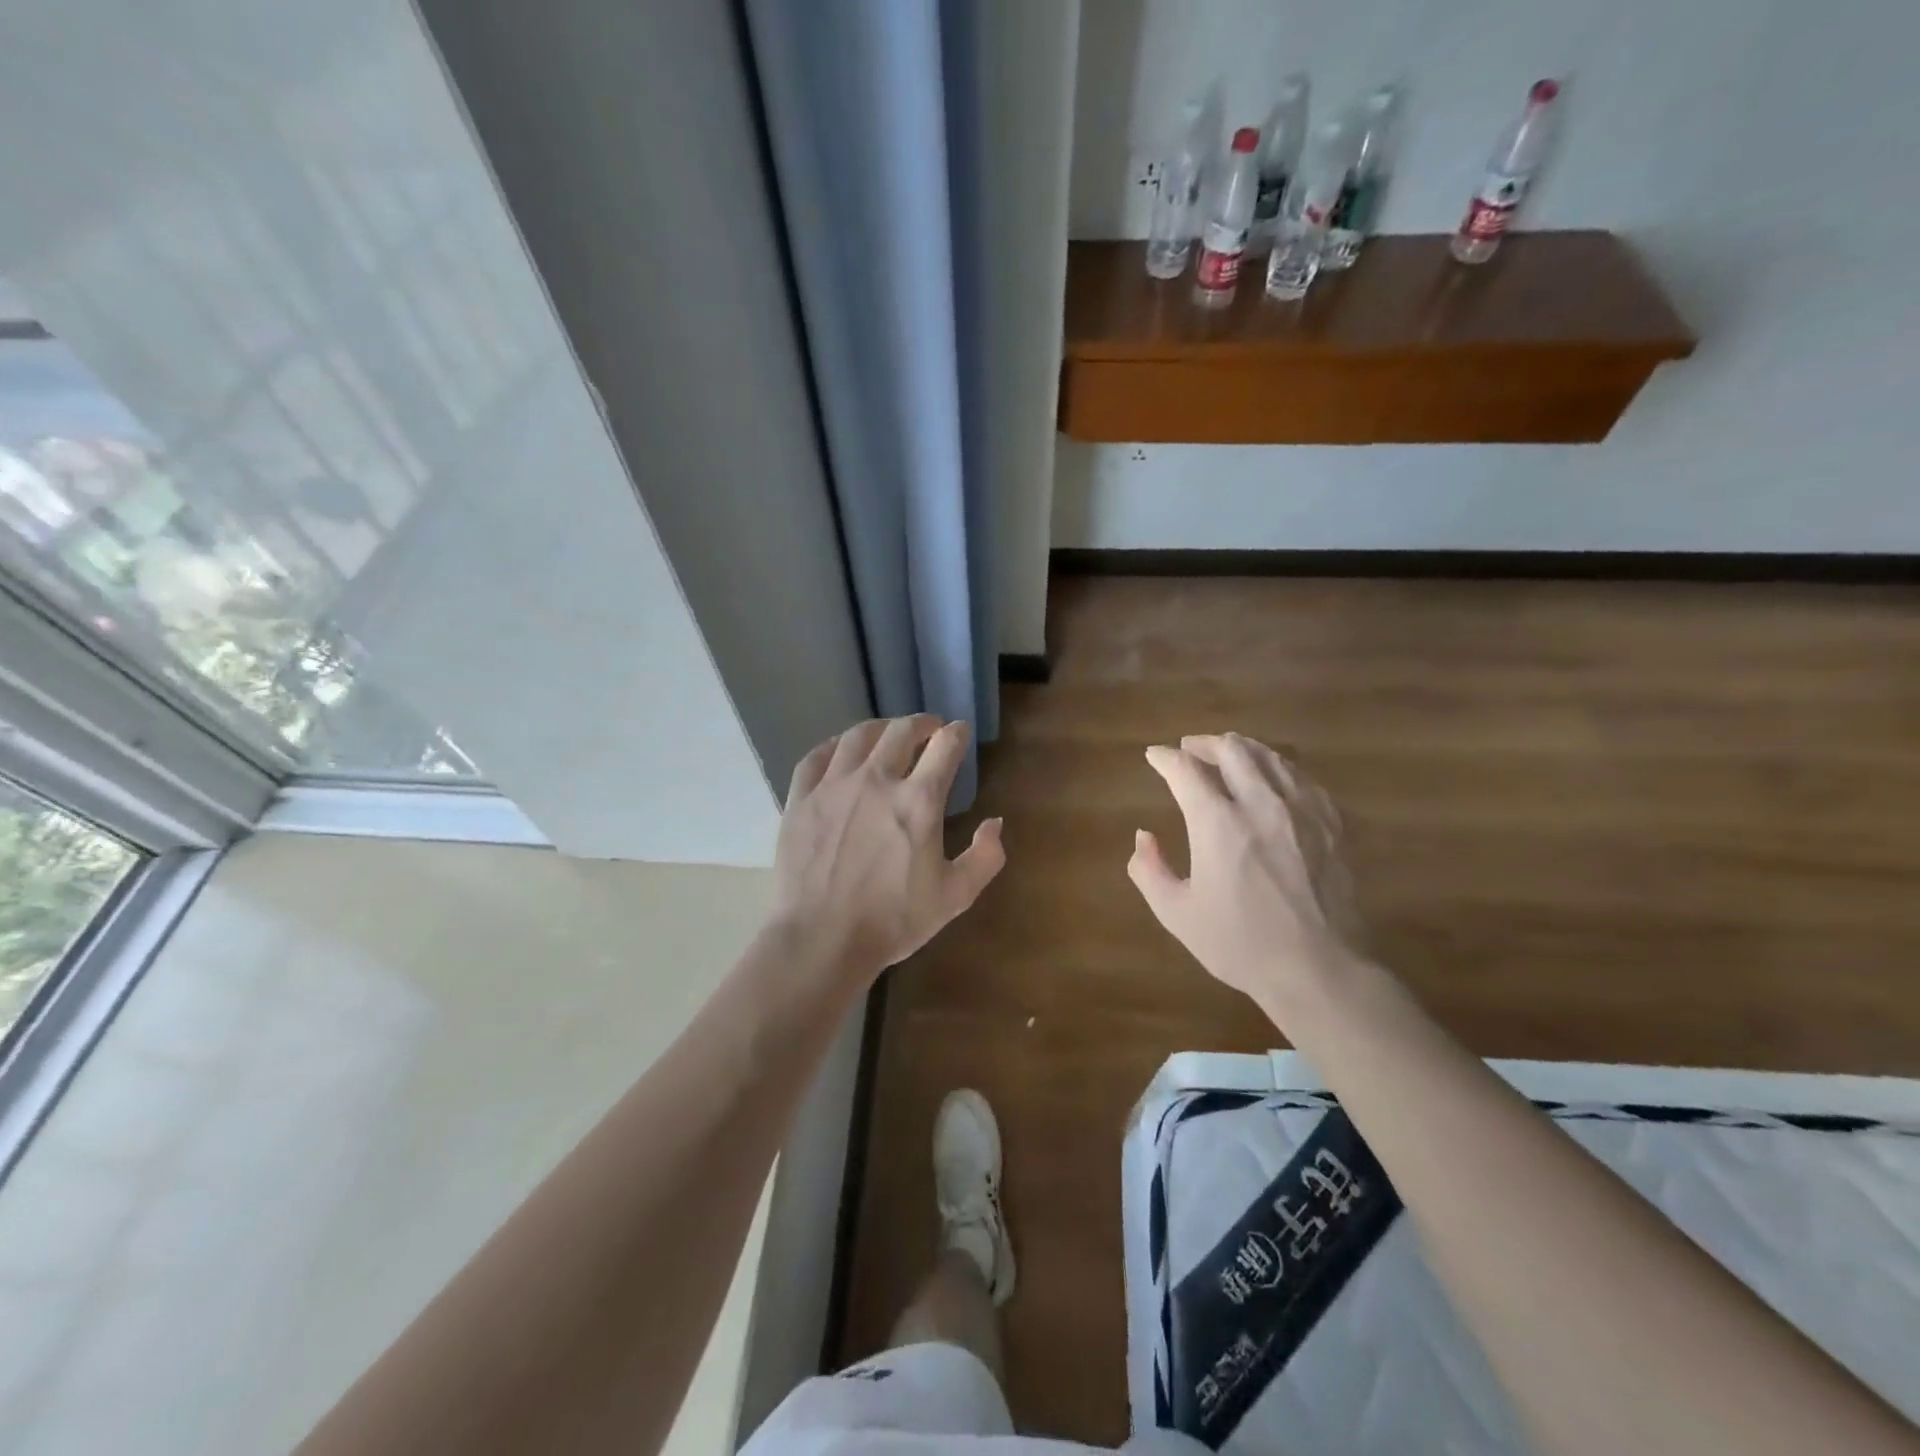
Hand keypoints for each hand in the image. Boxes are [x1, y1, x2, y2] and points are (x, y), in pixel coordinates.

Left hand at [773, 716, 1005, 982]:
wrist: (820, 940)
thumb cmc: (892, 920)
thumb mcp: (955, 896)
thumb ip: (985, 857)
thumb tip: (995, 822)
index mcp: (919, 801)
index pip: (945, 747)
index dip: (957, 734)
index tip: (959, 732)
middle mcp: (876, 780)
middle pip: (901, 731)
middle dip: (921, 724)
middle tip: (928, 729)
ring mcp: (833, 787)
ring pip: (858, 737)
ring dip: (880, 729)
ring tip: (887, 734)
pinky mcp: (800, 800)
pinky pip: (816, 757)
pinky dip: (834, 746)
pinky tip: (840, 751)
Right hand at [1128, 732, 1359, 1014]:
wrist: (1321, 969)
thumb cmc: (1241, 944)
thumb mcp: (1178, 914)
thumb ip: (1149, 870)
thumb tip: (1144, 836)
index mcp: (1218, 823)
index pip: (1185, 770)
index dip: (1164, 758)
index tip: (1154, 756)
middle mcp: (1261, 803)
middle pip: (1232, 749)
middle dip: (1204, 743)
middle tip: (1189, 749)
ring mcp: (1301, 810)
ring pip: (1270, 756)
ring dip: (1241, 749)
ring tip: (1228, 755)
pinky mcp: (1331, 823)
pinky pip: (1301, 777)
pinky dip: (1277, 768)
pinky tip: (1273, 779)